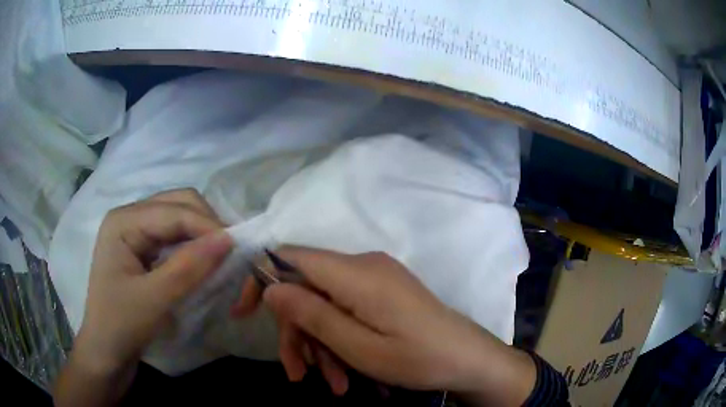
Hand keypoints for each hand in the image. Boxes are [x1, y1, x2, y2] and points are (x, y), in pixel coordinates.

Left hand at [74, 188, 232, 374]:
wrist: (106, 353)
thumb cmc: (121, 325)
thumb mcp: (154, 299)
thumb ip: (188, 268)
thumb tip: (229, 239)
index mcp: (123, 220)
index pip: (174, 210)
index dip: (207, 225)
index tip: (239, 249)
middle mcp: (129, 217)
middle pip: (177, 204)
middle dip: (206, 224)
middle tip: (231, 252)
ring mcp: (135, 233)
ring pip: (178, 219)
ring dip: (202, 234)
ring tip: (221, 257)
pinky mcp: (142, 250)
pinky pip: (174, 237)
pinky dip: (193, 246)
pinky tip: (203, 261)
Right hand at [258, 247, 535, 405]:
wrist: (469, 359)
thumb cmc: (418, 358)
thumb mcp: (358, 346)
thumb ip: (312, 314)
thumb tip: (271, 287)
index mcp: (356, 273)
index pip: (290, 257)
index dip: (261, 279)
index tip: (243, 312)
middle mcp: (363, 266)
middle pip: (306, 289)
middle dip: (297, 332)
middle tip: (298, 374)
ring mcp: (375, 279)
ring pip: (326, 306)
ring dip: (320, 345)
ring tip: (332, 384)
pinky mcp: (383, 294)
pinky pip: (347, 311)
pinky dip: (340, 341)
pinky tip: (346, 375)